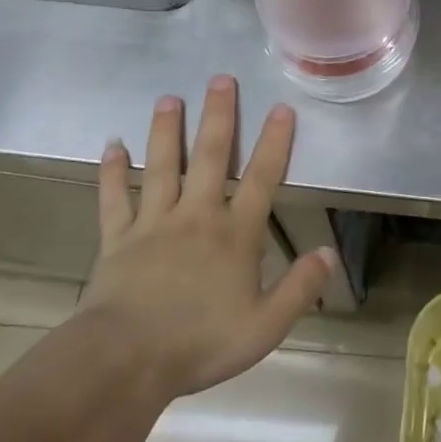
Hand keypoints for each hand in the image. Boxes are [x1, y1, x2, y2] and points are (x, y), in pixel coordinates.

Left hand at [79, 75, 335, 398]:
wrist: (124, 362)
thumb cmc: (199, 344)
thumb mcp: (264, 326)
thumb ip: (299, 288)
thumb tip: (329, 253)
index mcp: (235, 233)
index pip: (261, 178)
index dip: (274, 142)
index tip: (281, 108)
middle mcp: (197, 215)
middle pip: (209, 156)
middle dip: (218, 116)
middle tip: (220, 79)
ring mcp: (154, 223)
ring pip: (162, 166)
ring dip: (166, 130)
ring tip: (169, 98)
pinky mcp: (118, 238)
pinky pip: (114, 198)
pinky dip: (113, 171)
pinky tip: (112, 145)